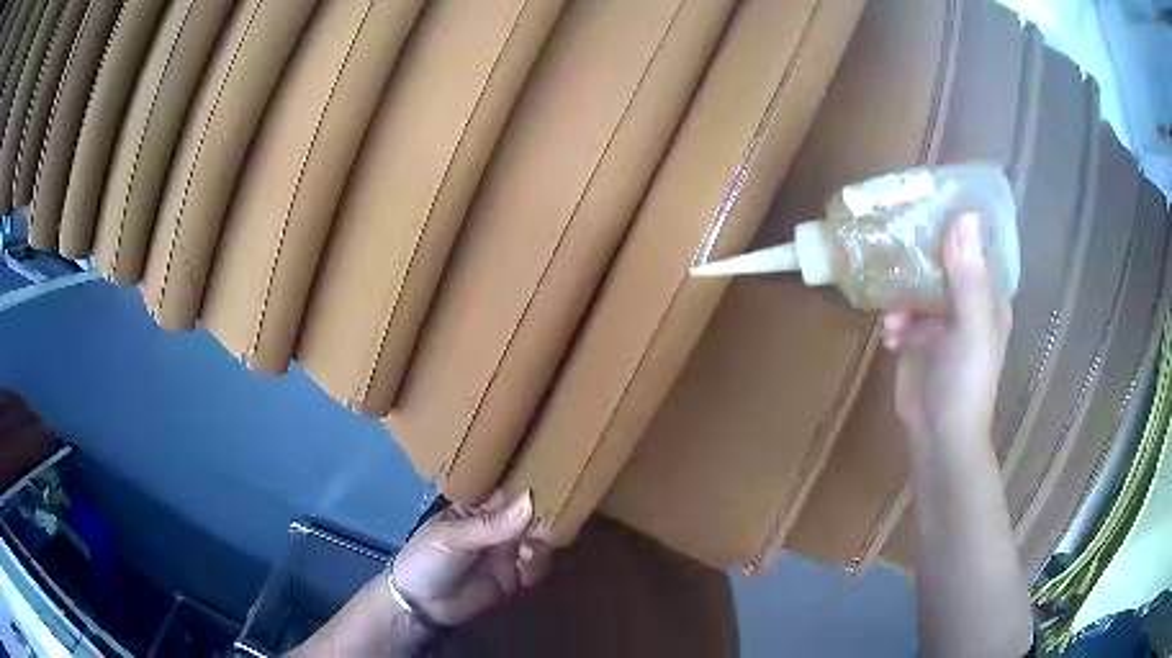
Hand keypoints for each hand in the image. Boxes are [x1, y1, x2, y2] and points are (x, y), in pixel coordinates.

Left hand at [390, 490, 552, 626]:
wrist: (420, 606)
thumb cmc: (426, 560)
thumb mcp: (453, 538)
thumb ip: (492, 525)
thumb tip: (530, 499)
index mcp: (476, 508)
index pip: (507, 491)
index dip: (528, 485)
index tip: (553, 480)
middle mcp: (496, 526)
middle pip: (529, 515)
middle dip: (541, 518)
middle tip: (547, 525)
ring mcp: (506, 552)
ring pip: (537, 540)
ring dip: (542, 543)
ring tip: (532, 552)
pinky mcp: (513, 577)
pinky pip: (536, 566)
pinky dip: (538, 566)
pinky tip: (527, 572)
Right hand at [881, 213, 1011, 446]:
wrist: (939, 437)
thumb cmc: (966, 382)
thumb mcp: (971, 328)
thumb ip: (968, 277)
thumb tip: (964, 216)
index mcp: (987, 294)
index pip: (975, 244)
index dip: (957, 222)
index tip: (929, 201)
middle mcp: (965, 301)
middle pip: (942, 259)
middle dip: (919, 255)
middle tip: (894, 240)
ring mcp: (940, 320)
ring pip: (917, 284)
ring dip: (902, 295)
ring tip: (894, 317)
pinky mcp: (918, 338)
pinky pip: (902, 311)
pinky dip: (894, 320)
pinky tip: (890, 337)